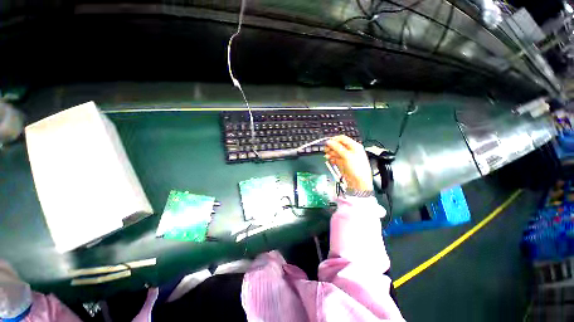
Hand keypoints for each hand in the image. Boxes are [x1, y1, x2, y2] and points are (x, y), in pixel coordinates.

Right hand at [325, 135, 373, 190]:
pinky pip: (335, 158)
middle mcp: (350, 151)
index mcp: (354, 146)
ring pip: (335, 152)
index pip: (342, 139)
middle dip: (331, 147)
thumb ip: (337, 148)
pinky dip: (332, 158)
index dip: (334, 140)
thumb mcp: (347, 156)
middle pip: (338, 145)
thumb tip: (330, 142)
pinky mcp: (342, 163)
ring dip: (330, 153)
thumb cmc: (358, 169)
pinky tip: (330, 160)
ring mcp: (345, 157)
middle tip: (326, 149)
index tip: (327, 143)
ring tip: (327, 156)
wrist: (358, 182)